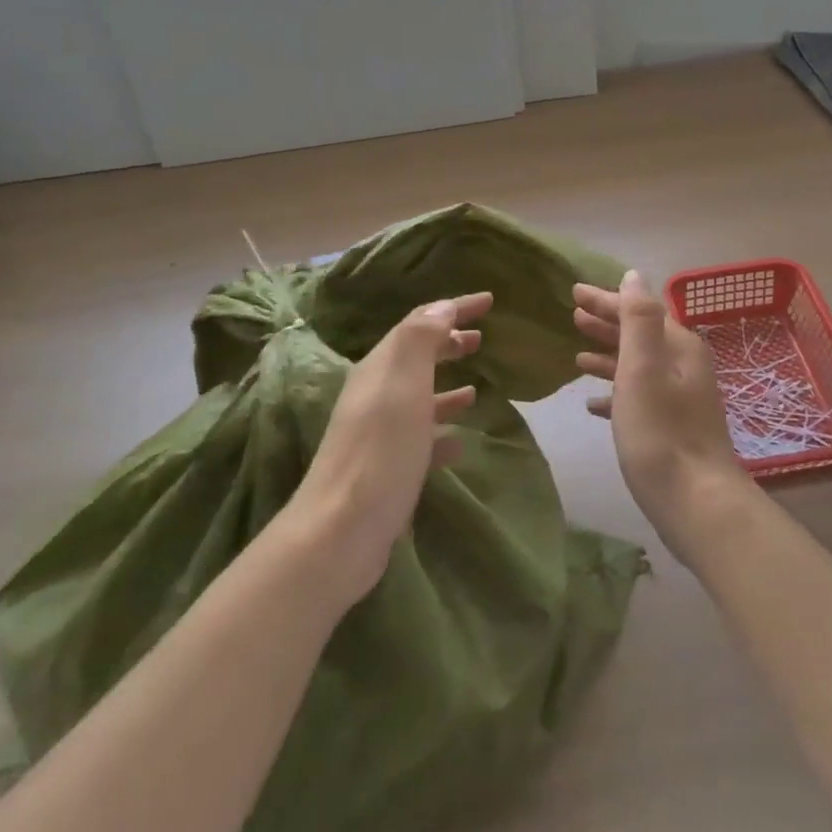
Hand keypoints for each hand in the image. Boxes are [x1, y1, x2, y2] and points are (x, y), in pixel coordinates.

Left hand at [278, 292, 492, 610]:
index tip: (489, 300)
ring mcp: (379, 432)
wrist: (342, 531)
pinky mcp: (387, 466)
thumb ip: (421, 341)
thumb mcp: (403, 385)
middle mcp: (375, 395)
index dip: (453, 307)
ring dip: (446, 385)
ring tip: (476, 387)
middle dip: (447, 342)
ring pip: (419, 396)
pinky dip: (442, 428)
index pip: (419, 323)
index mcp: (380, 369)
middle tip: (480, 338)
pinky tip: (460, 439)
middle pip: (416, 357)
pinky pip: (421, 436)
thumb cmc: (380, 451)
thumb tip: (440, 307)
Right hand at [575, 270, 751, 560]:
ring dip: (609, 356)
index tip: (574, 292)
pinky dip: (616, 393)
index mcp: (680, 347)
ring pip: (639, 367)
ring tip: (577, 354)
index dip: (607, 300)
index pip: (640, 311)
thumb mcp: (644, 368)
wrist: (696, 502)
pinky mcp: (672, 429)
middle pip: (640, 336)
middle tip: (573, 315)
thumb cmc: (662, 431)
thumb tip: (634, 276)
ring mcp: (681, 399)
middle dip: (607, 324)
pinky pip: (639, 398)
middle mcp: (684, 367)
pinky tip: (592, 403)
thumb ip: (639, 320)